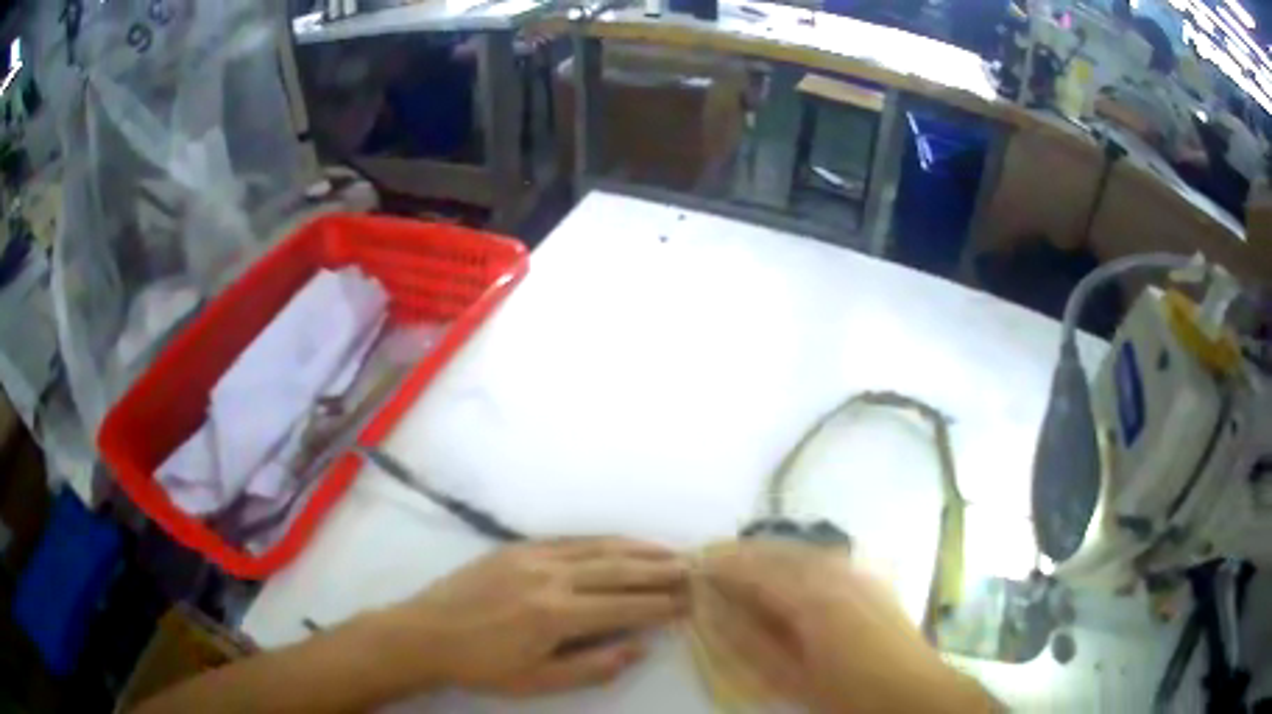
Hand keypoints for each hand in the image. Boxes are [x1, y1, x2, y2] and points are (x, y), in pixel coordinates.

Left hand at [369, 538, 687, 696]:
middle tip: (694, 568)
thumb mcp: (538, 681)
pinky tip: (619, 543)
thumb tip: (639, 647)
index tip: (691, 601)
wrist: (425, 633)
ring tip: (669, 550)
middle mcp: (550, 577)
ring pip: (597, 547)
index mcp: (555, 614)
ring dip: (637, 548)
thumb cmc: (482, 666)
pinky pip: (570, 540)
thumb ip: (592, 667)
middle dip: (659, 569)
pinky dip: (602, 541)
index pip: (624, 606)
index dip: (661, 604)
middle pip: (617, 569)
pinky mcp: (516, 547)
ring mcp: (532, 556)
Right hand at [696, 542, 994, 712]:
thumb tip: (715, 613)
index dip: (724, 567)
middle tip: (713, 558)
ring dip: (771, 552)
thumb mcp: (792, 678)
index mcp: (812, 600)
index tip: (696, 565)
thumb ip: (751, 643)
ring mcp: (858, 573)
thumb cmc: (849, 693)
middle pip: (780, 552)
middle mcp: (836, 574)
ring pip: (804, 550)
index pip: (756, 572)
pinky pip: (827, 557)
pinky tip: (791, 568)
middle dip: (743, 553)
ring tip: (744, 560)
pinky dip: (799, 558)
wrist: (915, 692)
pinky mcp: (872, 579)